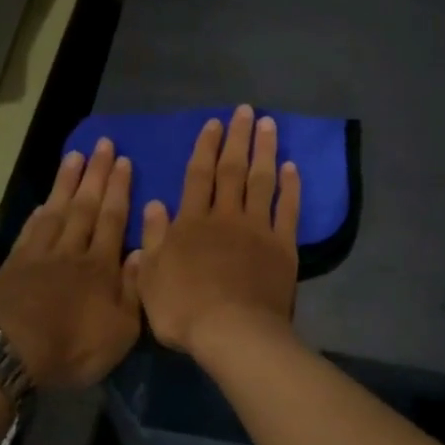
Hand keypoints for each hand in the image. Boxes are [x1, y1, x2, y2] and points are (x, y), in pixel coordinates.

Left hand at [0, 139, 141, 388]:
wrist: (10, 354)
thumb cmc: (73, 347)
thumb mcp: (121, 330)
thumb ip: (134, 289)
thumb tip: (142, 251)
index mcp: (101, 267)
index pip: (113, 219)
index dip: (119, 190)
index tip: (123, 161)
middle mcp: (72, 251)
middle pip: (86, 206)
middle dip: (96, 174)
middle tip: (103, 144)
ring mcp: (39, 255)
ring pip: (57, 210)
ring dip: (67, 182)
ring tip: (75, 156)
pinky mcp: (13, 265)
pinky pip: (30, 230)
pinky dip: (39, 213)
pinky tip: (44, 201)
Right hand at [136, 105, 300, 357]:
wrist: (233, 333)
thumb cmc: (184, 309)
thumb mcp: (151, 277)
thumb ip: (153, 238)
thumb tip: (154, 203)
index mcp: (192, 223)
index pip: (198, 176)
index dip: (205, 148)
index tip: (214, 124)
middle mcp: (226, 217)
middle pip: (232, 170)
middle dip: (238, 138)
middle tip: (246, 111)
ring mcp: (258, 229)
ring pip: (262, 181)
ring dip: (265, 151)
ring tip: (270, 125)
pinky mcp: (283, 247)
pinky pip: (288, 210)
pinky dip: (290, 188)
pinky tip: (293, 169)